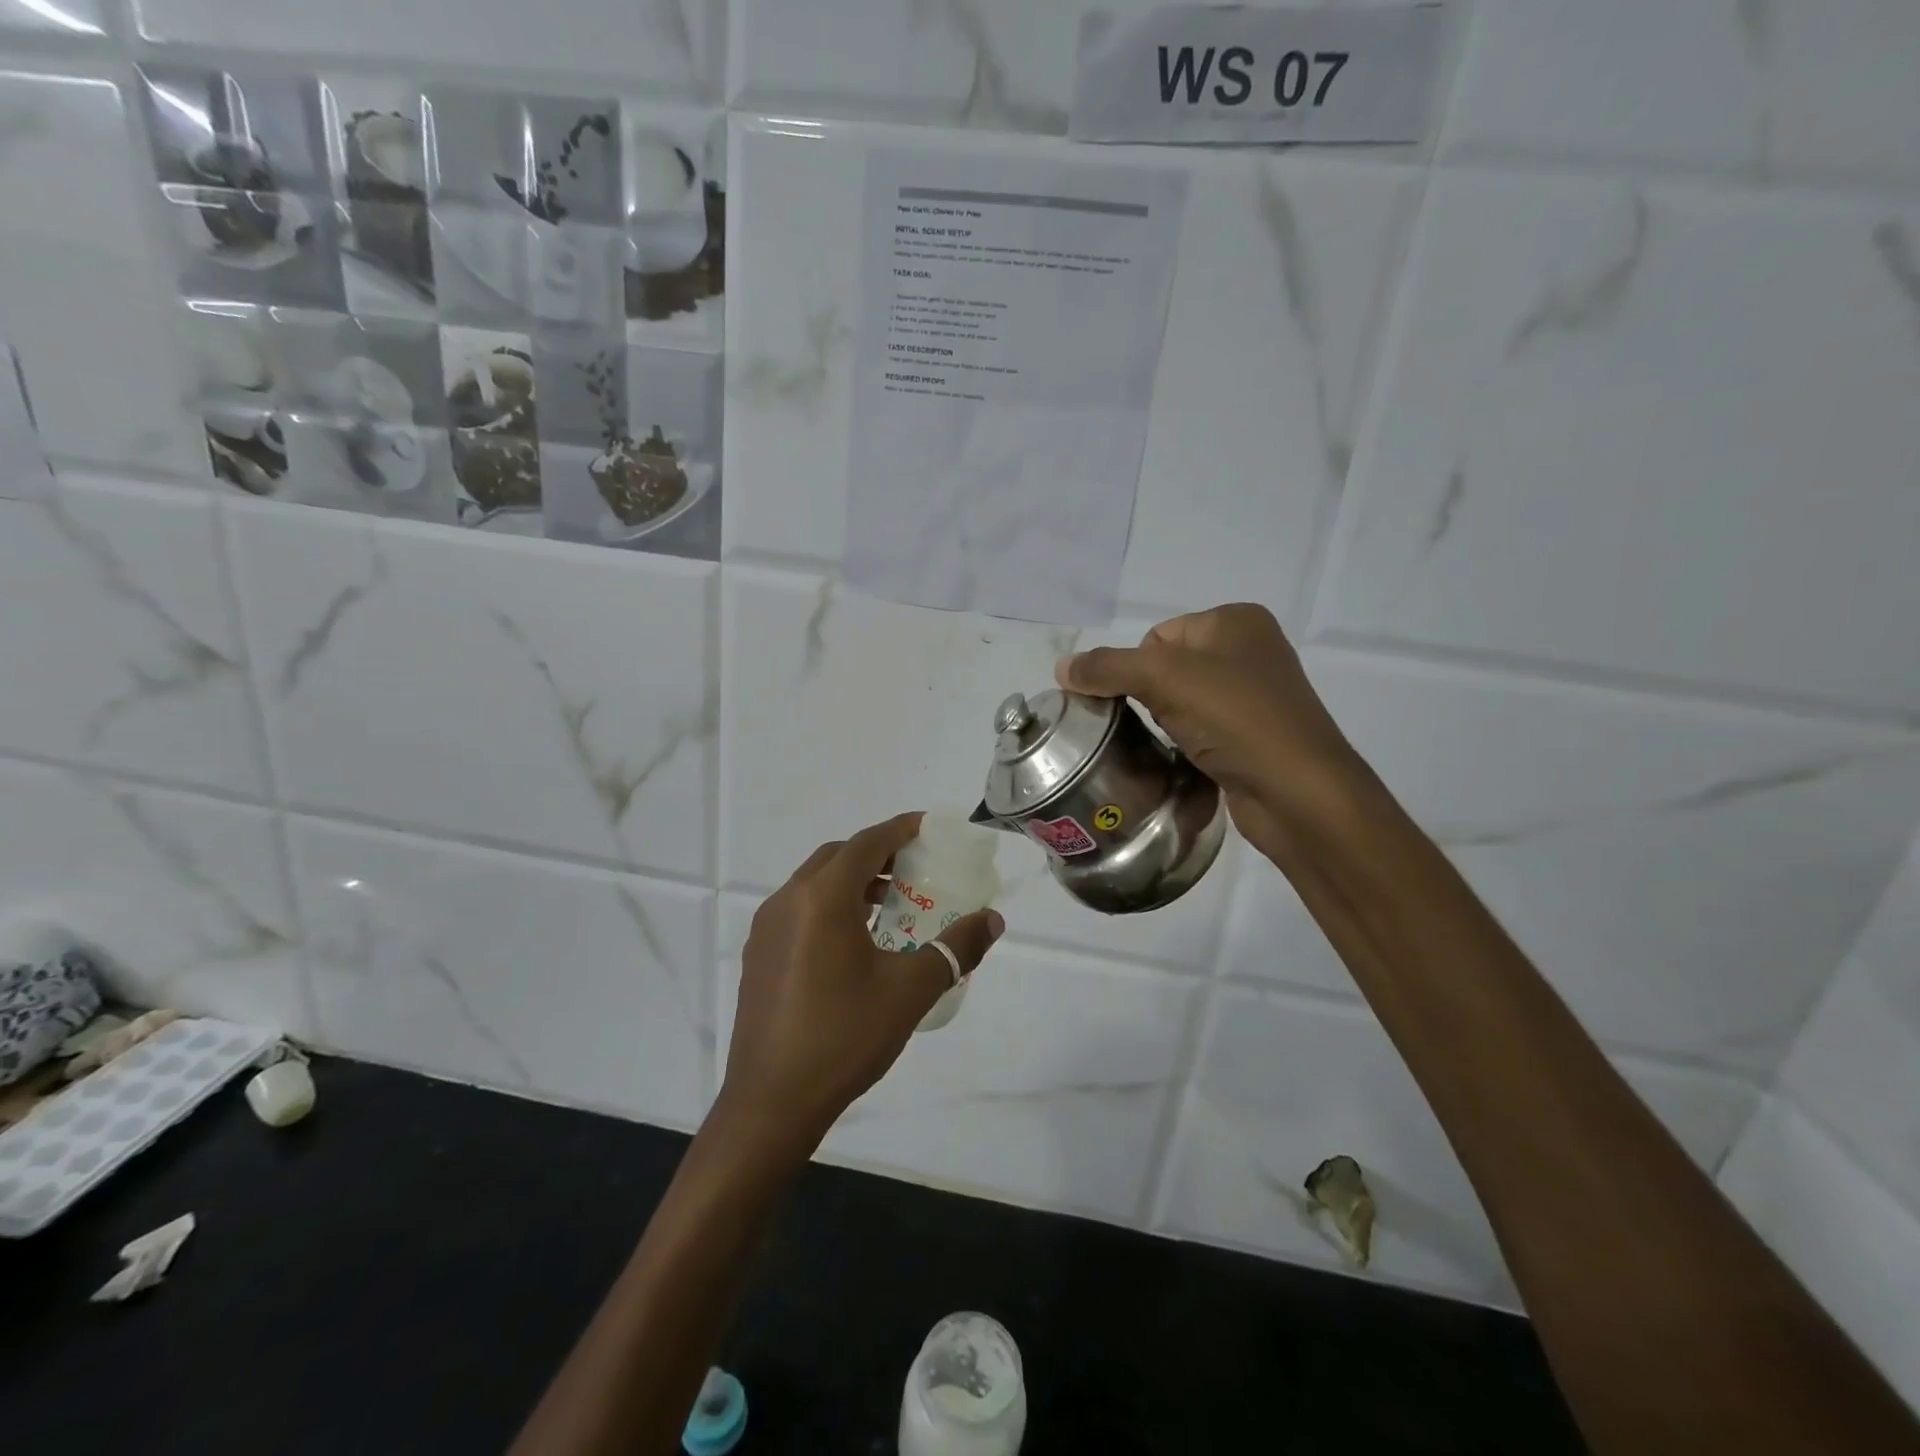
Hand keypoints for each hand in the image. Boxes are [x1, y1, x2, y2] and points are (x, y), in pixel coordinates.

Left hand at [718, 811, 1003, 1161]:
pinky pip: (798, 910)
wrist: (771, 1103)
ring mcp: (766, 928)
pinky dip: (829, 906)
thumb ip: (955, 948)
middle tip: (913, 869)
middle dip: (876, 853)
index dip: (900, 829)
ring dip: (851, 881)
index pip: (867, 843)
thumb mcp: (910, 991)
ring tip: (888, 904)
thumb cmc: (844, 1037)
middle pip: (837, 856)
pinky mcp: (757, 955)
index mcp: (822, 898)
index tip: (929, 827)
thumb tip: (992, 921)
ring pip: (814, 883)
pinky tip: (852, 942)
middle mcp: (788, 901)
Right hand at [1056, 604, 1367, 862]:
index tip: (1137, 702)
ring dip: (1163, 723)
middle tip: (1147, 725)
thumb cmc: (1235, 718)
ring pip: (1181, 702)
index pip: (1156, 635)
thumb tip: (1061, 668)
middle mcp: (1250, 651)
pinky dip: (1184, 744)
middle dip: (1146, 696)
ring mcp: (1254, 696)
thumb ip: (1107, 668)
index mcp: (1236, 621)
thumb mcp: (1164, 678)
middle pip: (1166, 668)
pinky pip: (1200, 731)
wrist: (1298, 793)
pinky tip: (1184, 761)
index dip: (1135, 668)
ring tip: (1167, 746)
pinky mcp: (1253, 736)